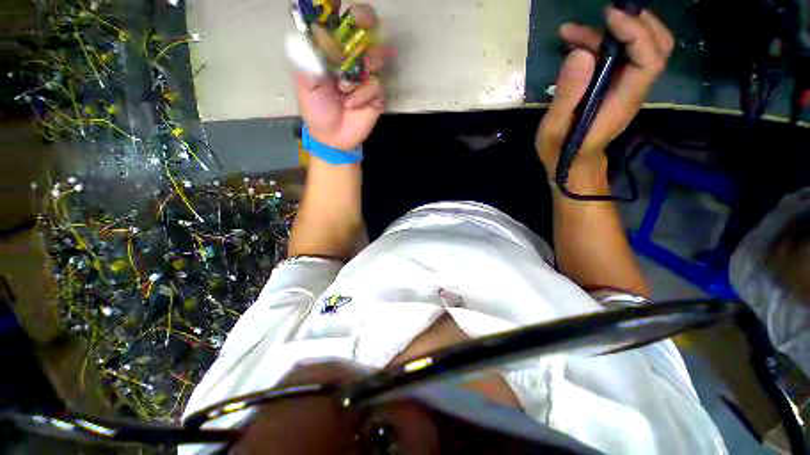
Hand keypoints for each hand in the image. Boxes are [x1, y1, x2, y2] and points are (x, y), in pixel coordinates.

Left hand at [294, 2, 385, 150]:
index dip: (335, 6)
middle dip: (365, 21)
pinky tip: (353, 105)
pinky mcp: (376, 93)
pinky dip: (364, 94)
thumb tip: (314, 30)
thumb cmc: (316, 109)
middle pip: (364, 28)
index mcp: (330, 51)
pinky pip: (376, 84)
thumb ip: (309, 58)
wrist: (332, 138)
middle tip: (364, 22)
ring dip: (364, 66)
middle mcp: (350, 57)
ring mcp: (365, 75)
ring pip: (376, 54)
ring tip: (346, 87)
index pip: (336, 20)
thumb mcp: (305, 83)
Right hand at [536, 7, 673, 184]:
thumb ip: (567, 96)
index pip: (649, 59)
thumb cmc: (561, 152)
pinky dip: (601, 43)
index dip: (636, 32)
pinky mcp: (614, 87)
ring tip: (572, 32)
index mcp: (622, 101)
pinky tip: (575, 44)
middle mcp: (632, 89)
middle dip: (638, 22)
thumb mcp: (554, 129)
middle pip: (657, 47)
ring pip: (638, 48)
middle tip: (606, 13)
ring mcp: (625, 87)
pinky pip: (619, 57)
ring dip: (612, 31)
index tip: (609, 17)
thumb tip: (580, 54)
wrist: (571, 165)